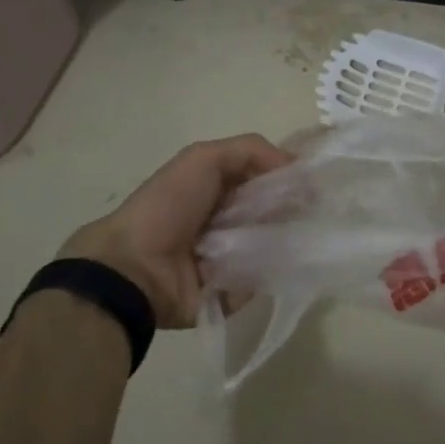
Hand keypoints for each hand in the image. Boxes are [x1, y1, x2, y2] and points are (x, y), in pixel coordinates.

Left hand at [60, 134, 292, 327]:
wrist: (134, 268)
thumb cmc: (168, 206)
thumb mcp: (204, 158)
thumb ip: (251, 151)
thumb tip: (296, 168)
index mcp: (218, 188)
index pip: (266, 179)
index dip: (288, 178)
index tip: (311, 182)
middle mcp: (226, 220)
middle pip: (274, 211)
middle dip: (291, 209)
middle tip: (305, 211)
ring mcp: (230, 258)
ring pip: (273, 245)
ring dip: (285, 241)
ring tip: (299, 238)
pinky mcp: (232, 292)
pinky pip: (263, 280)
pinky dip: (270, 273)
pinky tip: (280, 266)